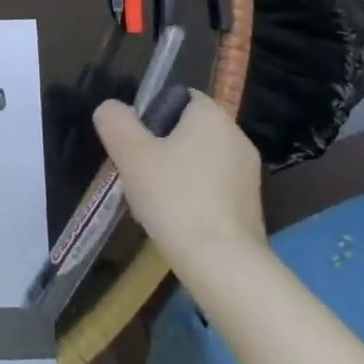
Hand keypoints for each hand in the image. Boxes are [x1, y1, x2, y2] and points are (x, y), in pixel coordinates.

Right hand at [93, 91, 267, 287]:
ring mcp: (248, 176)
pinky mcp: (251, 209)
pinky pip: (212, 189)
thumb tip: (112, 109)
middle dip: (159, 147)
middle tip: (135, 171)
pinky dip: (191, 197)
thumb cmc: (175, 197)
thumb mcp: (130, 152)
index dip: (152, 112)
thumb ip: (115, 121)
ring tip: (150, 201)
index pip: (180, 97)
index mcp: (212, 117)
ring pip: (198, 162)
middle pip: (187, 131)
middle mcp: (236, 139)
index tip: (134, 139)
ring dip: (173, 174)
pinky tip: (173, 220)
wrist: (224, 266)